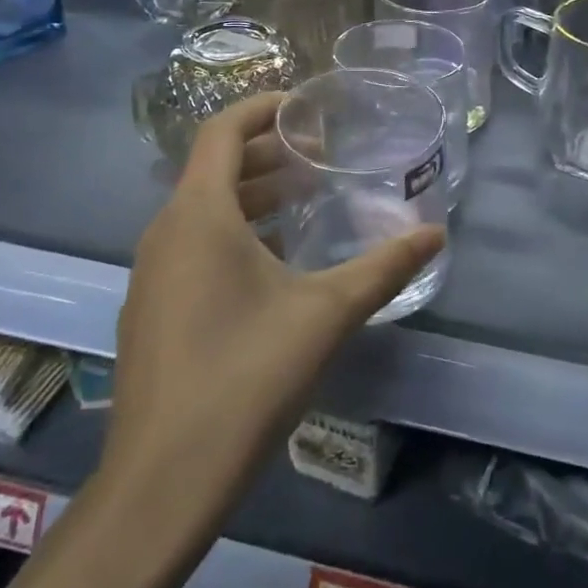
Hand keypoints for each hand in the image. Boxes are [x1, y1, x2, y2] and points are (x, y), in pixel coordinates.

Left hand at [93, 92, 445, 521]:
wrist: (163, 481)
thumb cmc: (245, 377)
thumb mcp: (326, 314)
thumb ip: (384, 267)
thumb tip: (436, 235)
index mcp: (198, 215)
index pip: (222, 131)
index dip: (263, 108)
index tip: (307, 106)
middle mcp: (165, 232)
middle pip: (213, 168)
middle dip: (266, 153)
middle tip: (319, 154)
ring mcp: (151, 273)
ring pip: (202, 210)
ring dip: (251, 195)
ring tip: (305, 200)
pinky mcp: (151, 309)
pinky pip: (192, 246)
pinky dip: (233, 232)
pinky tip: (274, 263)